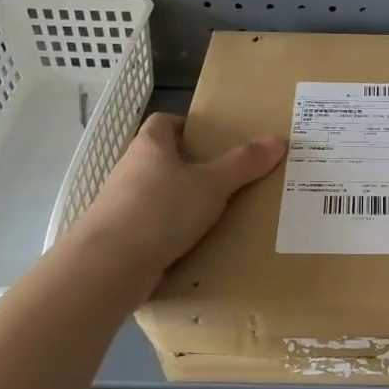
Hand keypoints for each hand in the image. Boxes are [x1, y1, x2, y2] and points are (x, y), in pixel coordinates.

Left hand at [74, 113, 285, 286]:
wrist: (109, 265)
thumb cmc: (161, 210)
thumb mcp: (211, 184)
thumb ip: (244, 163)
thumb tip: (279, 138)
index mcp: (149, 147)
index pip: (163, 122)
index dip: (186, 125)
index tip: (211, 138)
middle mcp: (130, 170)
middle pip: (161, 159)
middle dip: (190, 166)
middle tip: (226, 175)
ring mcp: (121, 205)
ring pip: (157, 194)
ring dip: (180, 201)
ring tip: (216, 212)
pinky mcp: (121, 237)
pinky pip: (152, 227)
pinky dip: (171, 232)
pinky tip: (195, 243)